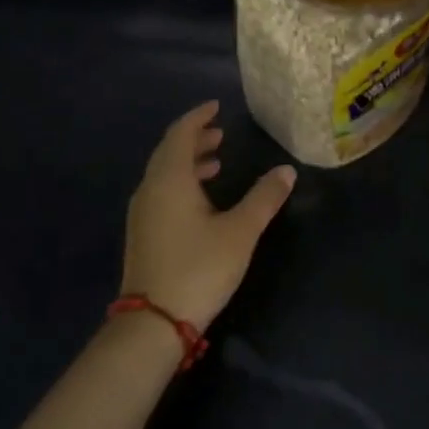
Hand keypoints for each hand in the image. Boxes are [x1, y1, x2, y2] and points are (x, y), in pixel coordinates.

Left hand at [120, 100, 297, 329]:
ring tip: (217, 162)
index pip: (180, 134)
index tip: (216, 107)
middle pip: (169, 151)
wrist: (154, 322)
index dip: (198, 117)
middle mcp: (150, 188)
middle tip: (220, 133)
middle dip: (194, 139)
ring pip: (164, 173)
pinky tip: (201, 200)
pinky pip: (161, 191)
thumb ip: (264, 198)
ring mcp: (142, 212)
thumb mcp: (240, 231)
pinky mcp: (142, 232)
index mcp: (170, 179)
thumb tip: (286, 171)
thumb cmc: (199, 268)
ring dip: (188, 162)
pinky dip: (181, 182)